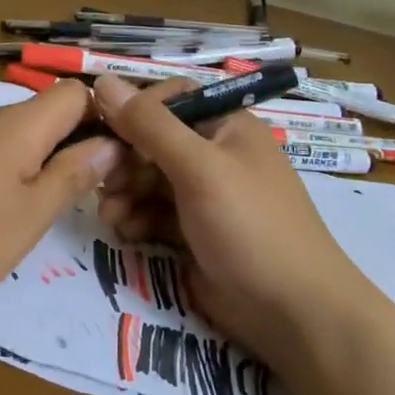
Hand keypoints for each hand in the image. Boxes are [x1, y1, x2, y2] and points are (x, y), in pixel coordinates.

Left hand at [0, 79, 122, 318]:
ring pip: (5, 137)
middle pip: (40, 116)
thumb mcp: (29, 217)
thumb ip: (72, 176)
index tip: (110, 163)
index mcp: (17, 124)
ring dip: (26, 166)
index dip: (101, 119)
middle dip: (65, 150)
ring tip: (24, 216)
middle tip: (75, 201)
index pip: (74, 93)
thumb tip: (110, 144)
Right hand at [91, 74, 369, 371]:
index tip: (104, 132)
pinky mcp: (194, 231)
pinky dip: (136, 219)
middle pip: (153, 141)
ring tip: (110, 217)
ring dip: (123, 193)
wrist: (293, 314)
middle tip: (101, 184)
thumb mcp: (198, 168)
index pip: (169, 99)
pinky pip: (154, 213)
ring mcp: (205, 195)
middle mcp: (215, 154)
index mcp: (227, 126)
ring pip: (148, 179)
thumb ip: (149, 125)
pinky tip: (125, 233)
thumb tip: (102, 80)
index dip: (134, 112)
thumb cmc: (250, 226)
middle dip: (124, 161)